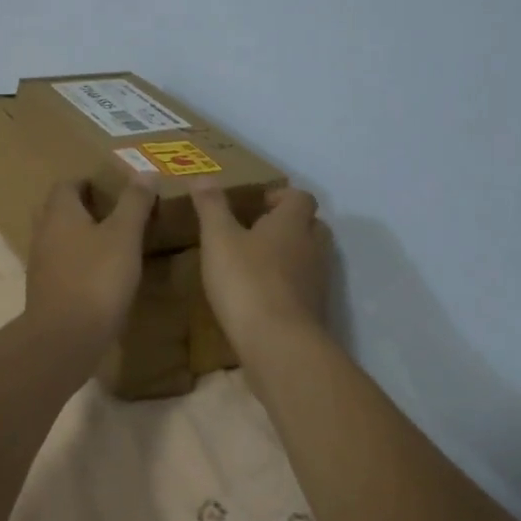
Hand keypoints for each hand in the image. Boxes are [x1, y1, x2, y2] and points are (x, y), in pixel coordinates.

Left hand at [23, 178, 157, 353]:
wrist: (65, 338)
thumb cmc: (96, 278)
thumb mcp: (124, 236)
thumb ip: (134, 203)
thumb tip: (145, 172)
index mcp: (59, 212)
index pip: (66, 184)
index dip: (86, 182)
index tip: (110, 188)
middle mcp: (43, 232)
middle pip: (57, 210)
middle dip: (80, 208)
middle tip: (110, 212)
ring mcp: (40, 264)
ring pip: (57, 238)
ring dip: (77, 236)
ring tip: (108, 242)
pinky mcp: (44, 290)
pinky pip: (59, 265)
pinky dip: (76, 262)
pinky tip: (98, 274)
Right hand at [190, 183, 330, 347]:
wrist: (279, 344)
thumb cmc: (247, 281)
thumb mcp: (219, 239)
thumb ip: (211, 206)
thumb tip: (202, 175)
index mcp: (292, 223)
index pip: (300, 197)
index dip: (281, 196)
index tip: (257, 204)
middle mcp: (313, 247)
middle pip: (312, 225)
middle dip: (289, 224)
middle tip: (257, 231)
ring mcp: (318, 281)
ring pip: (311, 257)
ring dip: (290, 255)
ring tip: (256, 263)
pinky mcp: (315, 311)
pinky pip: (305, 287)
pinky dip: (288, 285)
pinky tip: (261, 296)